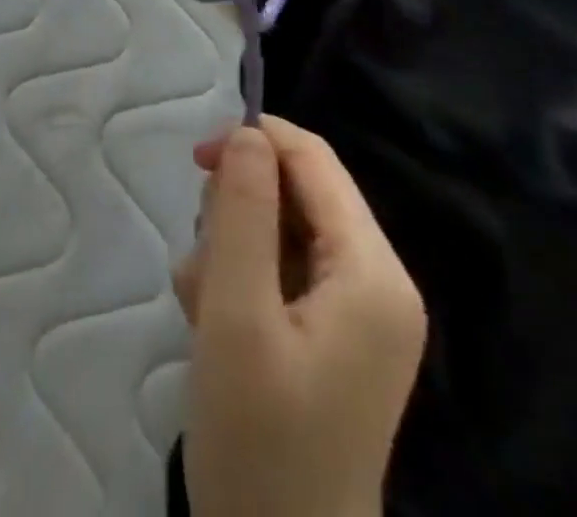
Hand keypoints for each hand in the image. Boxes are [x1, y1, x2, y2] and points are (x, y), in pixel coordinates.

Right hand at [174, 116, 425, 516]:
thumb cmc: (258, 444)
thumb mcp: (236, 315)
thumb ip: (242, 212)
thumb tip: (248, 133)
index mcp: (373, 274)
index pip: (315, 162)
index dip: (255, 141)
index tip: (196, 160)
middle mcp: (379, 284)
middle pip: (300, 194)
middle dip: (240, 211)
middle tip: (203, 264)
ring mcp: (360, 315)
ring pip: (283, 230)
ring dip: (233, 250)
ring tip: (205, 309)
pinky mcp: (336, 338)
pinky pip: (284, 271)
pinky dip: (242, 282)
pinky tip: (215, 326)